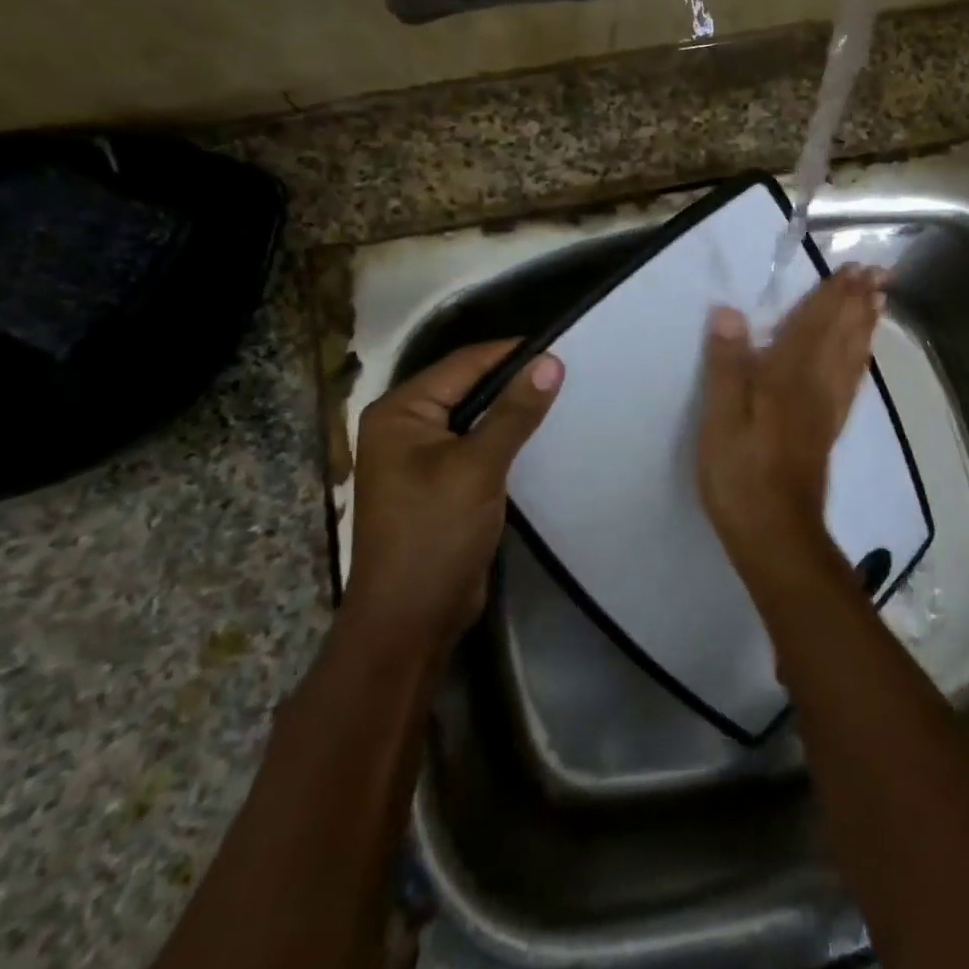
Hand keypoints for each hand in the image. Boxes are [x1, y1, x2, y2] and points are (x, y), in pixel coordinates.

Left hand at [344, 342, 563, 653]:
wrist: (410, 621)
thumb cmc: (434, 535)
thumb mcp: (478, 467)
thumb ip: (514, 413)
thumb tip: (550, 361)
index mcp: (399, 412)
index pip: (463, 364)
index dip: (511, 354)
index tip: (562, 347)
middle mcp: (405, 426)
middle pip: (468, 387)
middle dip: (514, 381)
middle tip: (569, 373)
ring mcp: (421, 457)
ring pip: (475, 417)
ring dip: (513, 410)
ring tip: (563, 398)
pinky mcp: (440, 483)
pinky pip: (477, 445)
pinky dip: (506, 438)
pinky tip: (541, 437)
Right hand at [697, 266, 884, 585]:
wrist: (776, 533)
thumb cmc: (741, 474)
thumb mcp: (720, 419)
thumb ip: (727, 365)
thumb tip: (730, 312)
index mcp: (788, 376)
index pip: (814, 324)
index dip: (834, 294)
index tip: (855, 267)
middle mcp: (816, 384)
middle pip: (841, 335)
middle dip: (857, 302)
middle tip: (878, 273)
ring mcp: (827, 408)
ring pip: (852, 356)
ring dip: (864, 325)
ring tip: (878, 301)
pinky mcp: (828, 429)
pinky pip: (851, 382)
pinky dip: (860, 359)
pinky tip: (862, 356)